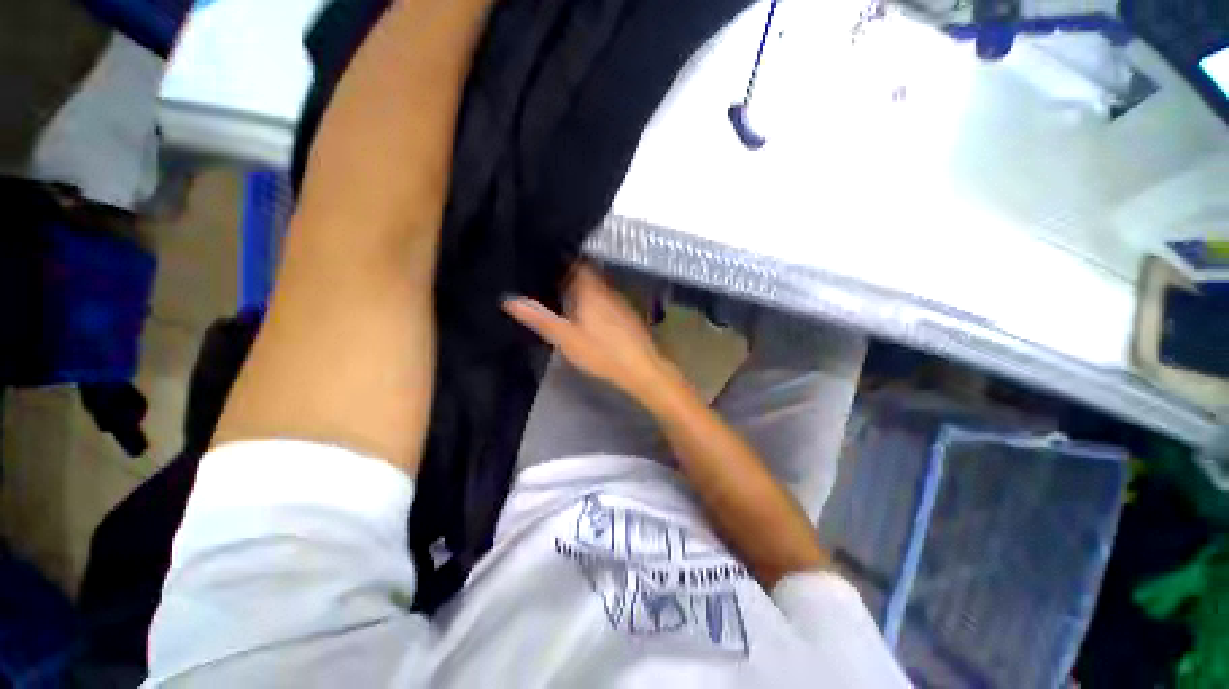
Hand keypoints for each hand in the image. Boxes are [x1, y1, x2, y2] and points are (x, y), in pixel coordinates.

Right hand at [503, 266, 671, 402]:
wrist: (641, 368)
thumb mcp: (566, 339)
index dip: (559, 259)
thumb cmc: (601, 353)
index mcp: (590, 290)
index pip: (574, 262)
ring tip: (562, 293)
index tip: (543, 261)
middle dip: (568, 274)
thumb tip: (509, 300)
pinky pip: (606, 298)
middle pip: (586, 273)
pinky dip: (594, 299)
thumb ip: (539, 318)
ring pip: (597, 286)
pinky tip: (587, 312)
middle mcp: (606, 289)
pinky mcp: (626, 313)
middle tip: (548, 279)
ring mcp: (619, 301)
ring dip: (582, 287)